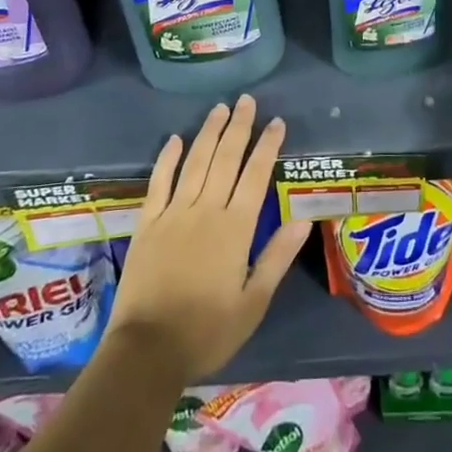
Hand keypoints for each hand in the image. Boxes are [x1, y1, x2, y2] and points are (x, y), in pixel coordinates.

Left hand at [106, 95, 311, 382]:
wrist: (147, 351)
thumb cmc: (207, 331)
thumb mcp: (253, 303)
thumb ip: (277, 257)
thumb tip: (304, 219)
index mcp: (235, 228)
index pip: (256, 175)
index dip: (268, 146)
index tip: (277, 122)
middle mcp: (206, 210)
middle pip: (226, 159)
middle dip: (239, 127)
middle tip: (247, 100)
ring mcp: (173, 213)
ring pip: (195, 162)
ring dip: (209, 133)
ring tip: (220, 108)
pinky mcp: (147, 223)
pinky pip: (158, 182)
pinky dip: (167, 158)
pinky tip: (175, 139)